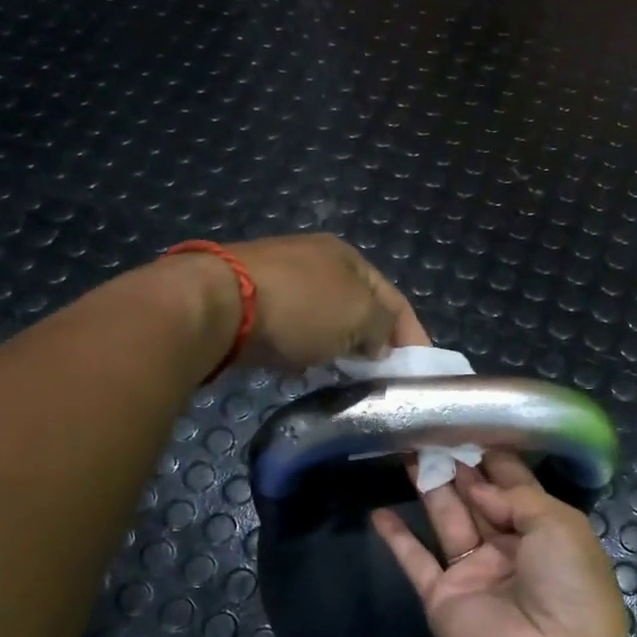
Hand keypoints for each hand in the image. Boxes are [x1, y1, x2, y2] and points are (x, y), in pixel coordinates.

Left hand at [228, 235, 430, 369]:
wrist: (217, 304)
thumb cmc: (301, 306)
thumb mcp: (359, 314)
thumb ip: (383, 328)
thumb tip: (380, 345)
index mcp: (348, 257)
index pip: (394, 299)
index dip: (412, 335)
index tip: (419, 371)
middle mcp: (316, 262)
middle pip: (359, 309)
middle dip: (373, 344)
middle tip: (381, 380)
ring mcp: (281, 280)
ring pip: (325, 322)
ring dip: (338, 350)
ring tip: (345, 380)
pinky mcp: (252, 304)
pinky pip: (293, 332)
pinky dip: (305, 351)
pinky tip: (303, 370)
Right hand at [373, 451, 632, 636]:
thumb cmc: (568, 583)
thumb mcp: (558, 524)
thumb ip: (516, 496)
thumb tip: (480, 486)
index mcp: (543, 531)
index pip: (514, 487)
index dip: (494, 461)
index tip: (471, 429)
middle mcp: (507, 548)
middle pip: (478, 500)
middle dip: (459, 468)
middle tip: (433, 434)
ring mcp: (473, 572)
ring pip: (447, 520)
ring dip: (430, 489)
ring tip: (408, 453)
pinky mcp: (442, 596)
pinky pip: (415, 561)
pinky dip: (397, 538)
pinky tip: (379, 512)